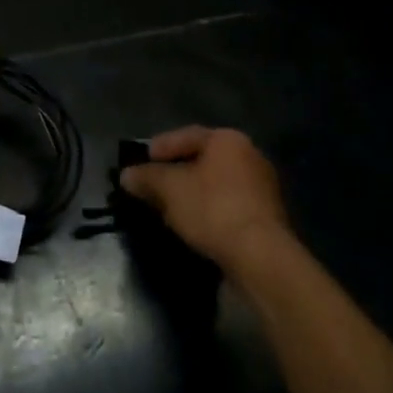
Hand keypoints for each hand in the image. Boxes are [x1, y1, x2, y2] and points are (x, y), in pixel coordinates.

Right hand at [119, 127, 290, 270]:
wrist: (260, 257)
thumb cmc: (212, 209)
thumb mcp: (168, 188)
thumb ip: (145, 177)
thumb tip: (127, 175)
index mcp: (228, 140)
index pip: (186, 135)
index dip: (159, 147)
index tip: (140, 163)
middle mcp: (250, 156)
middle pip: (202, 159)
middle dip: (174, 172)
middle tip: (151, 186)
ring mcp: (262, 188)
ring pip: (215, 184)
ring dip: (191, 194)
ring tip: (167, 209)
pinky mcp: (266, 217)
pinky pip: (227, 205)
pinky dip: (208, 211)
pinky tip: (192, 225)